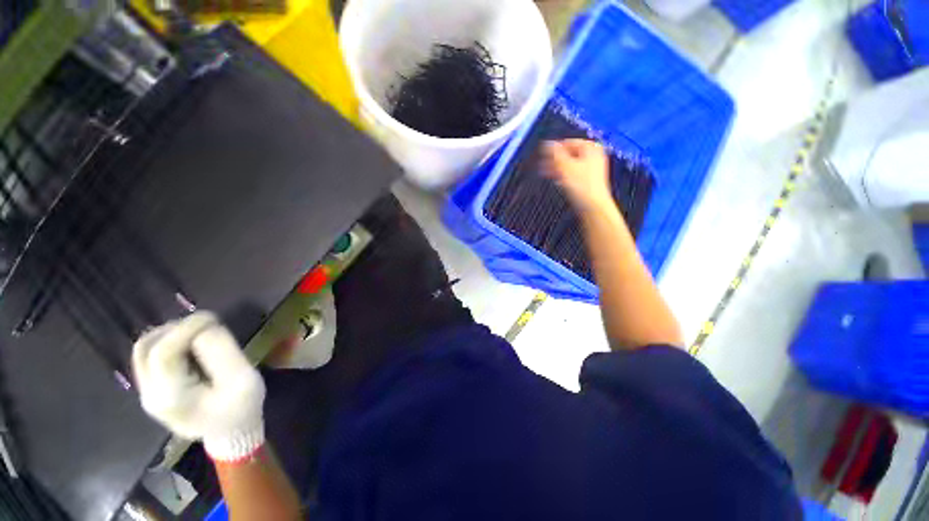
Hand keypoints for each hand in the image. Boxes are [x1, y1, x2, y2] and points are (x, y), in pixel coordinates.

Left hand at [132, 311, 265, 462]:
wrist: (231, 434)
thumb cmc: (241, 409)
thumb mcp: (242, 380)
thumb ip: (222, 353)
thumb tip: (206, 327)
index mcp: (171, 397)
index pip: (164, 352)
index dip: (186, 328)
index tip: (213, 318)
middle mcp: (150, 395)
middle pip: (146, 348)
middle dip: (176, 329)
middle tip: (205, 325)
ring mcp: (148, 394)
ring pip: (144, 350)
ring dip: (169, 334)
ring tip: (198, 333)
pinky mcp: (153, 390)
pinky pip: (150, 358)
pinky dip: (168, 343)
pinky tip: (190, 346)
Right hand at [541, 139, 614, 213]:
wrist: (592, 206)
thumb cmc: (581, 186)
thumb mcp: (564, 166)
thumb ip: (554, 153)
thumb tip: (546, 143)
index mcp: (591, 148)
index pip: (568, 143)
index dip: (554, 150)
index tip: (543, 156)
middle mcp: (594, 156)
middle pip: (569, 155)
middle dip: (555, 160)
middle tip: (542, 166)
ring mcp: (592, 169)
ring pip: (570, 165)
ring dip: (557, 169)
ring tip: (546, 174)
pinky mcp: (589, 182)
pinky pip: (574, 175)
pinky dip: (564, 177)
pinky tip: (557, 182)